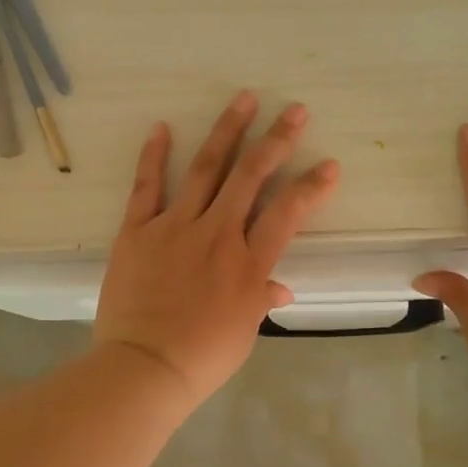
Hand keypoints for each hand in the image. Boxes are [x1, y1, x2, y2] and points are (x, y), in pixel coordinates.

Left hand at [95, 92, 340, 406]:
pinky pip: (146, 187)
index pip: (288, 213)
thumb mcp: (244, 331)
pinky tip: (163, 127)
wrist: (143, 367)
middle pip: (251, 176)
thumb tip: (281, 288)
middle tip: (294, 110)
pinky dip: (154, 156)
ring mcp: (175, 227)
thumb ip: (261, 299)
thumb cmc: (202, 357)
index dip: (311, 186)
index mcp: (248, 263)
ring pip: (205, 169)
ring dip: (227, 132)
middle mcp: (217, 234)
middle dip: (277, 140)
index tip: (330, 164)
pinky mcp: (137, 230)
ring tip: (243, 99)